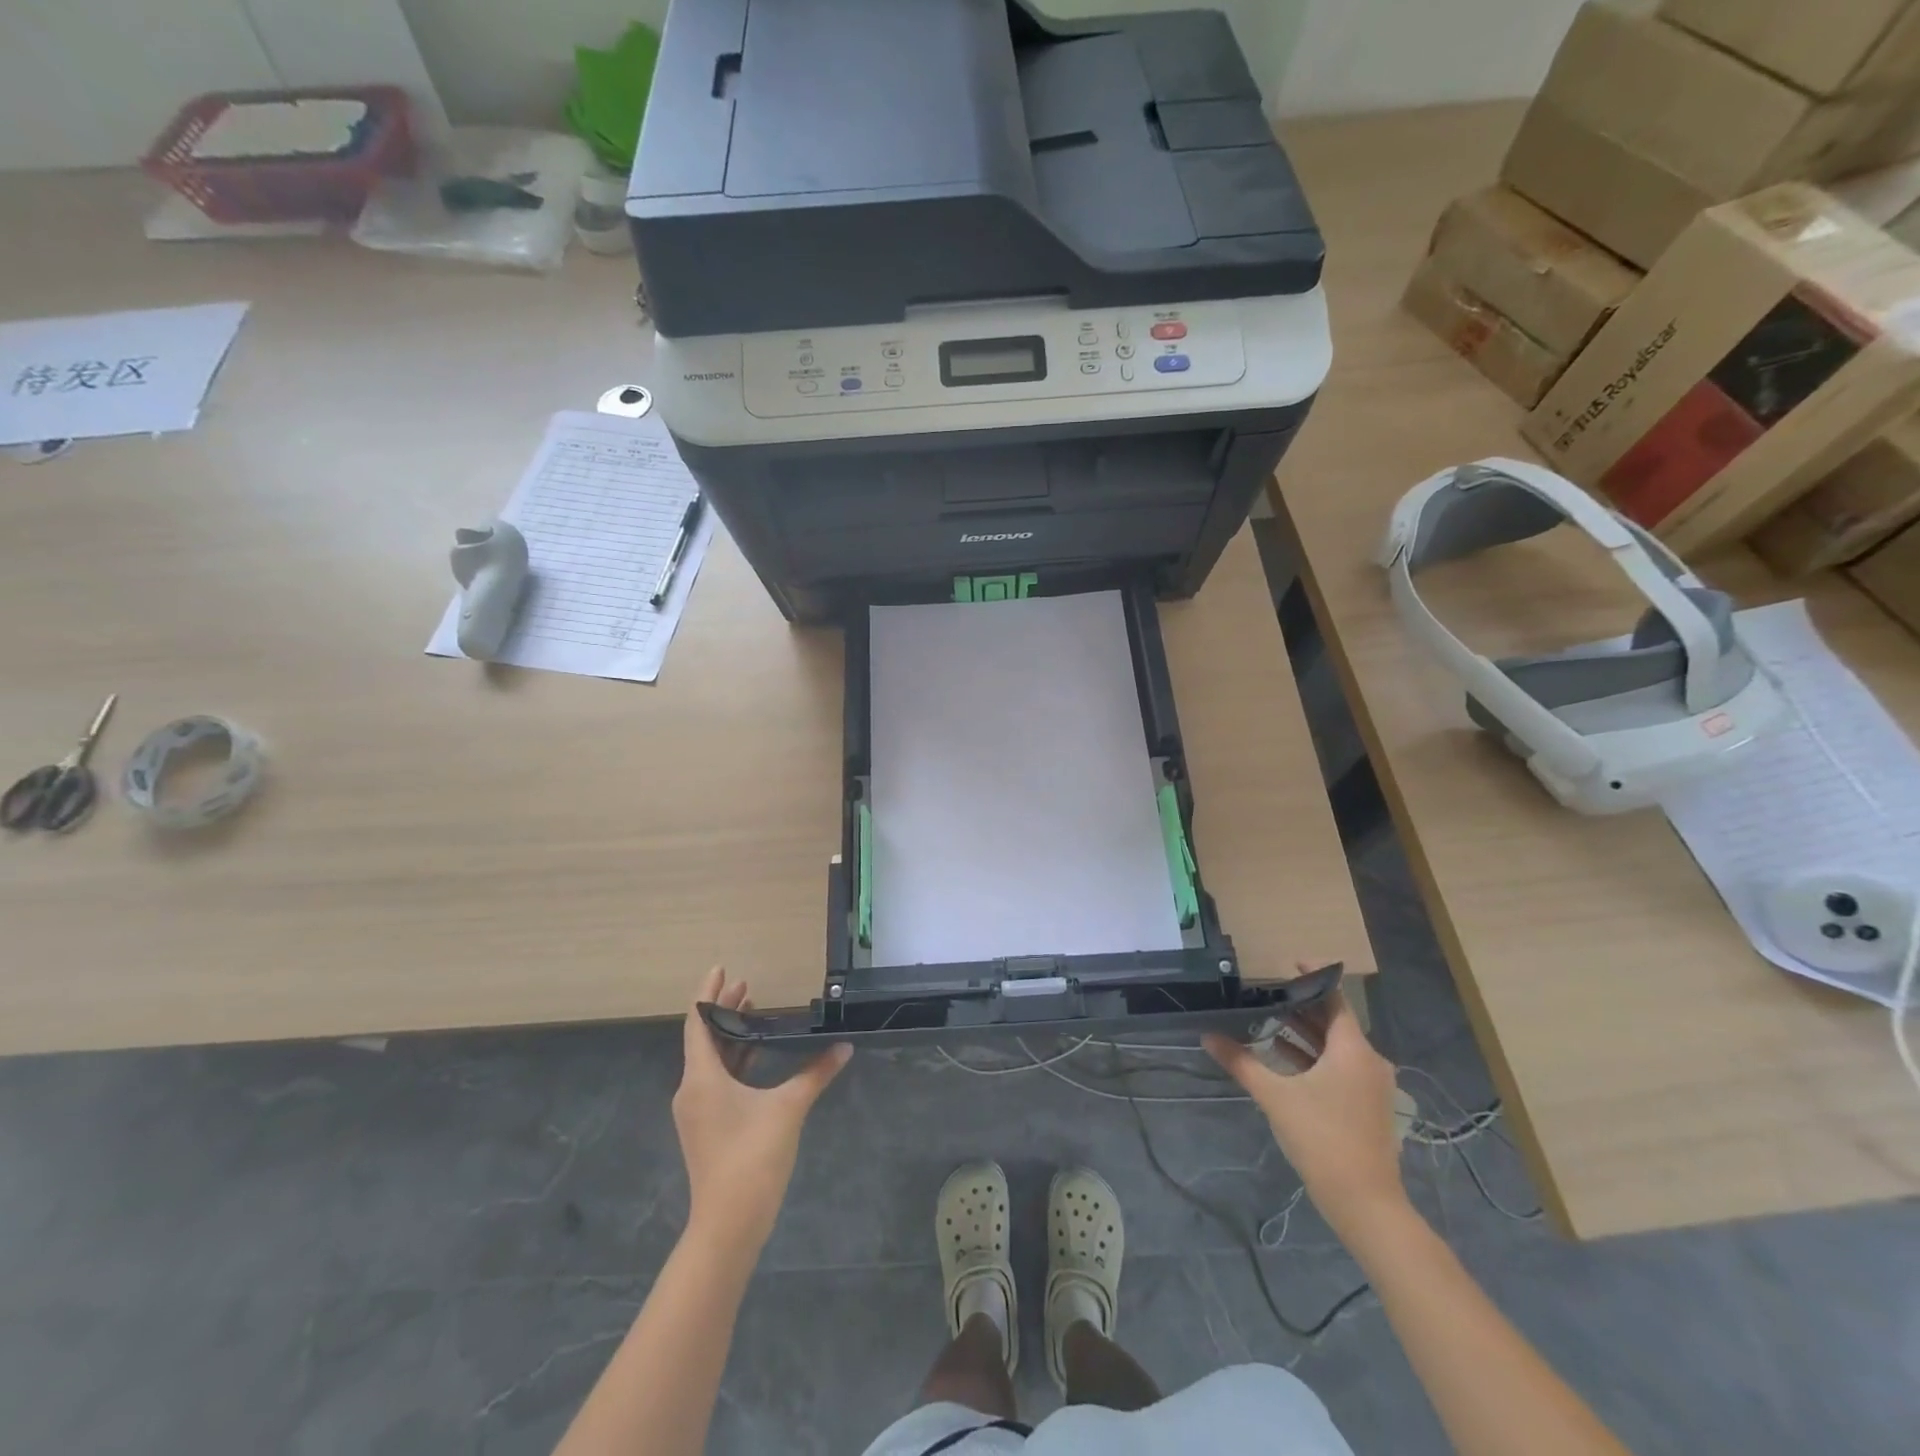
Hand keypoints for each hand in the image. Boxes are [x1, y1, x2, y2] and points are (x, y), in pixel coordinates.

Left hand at [673, 968, 851, 1256]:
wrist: (729, 1224)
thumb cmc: (752, 1157)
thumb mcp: (789, 1108)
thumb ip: (815, 1073)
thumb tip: (844, 1047)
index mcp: (702, 1078)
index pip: (698, 1021)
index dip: (709, 993)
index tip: (723, 968)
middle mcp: (692, 1089)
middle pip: (704, 1038)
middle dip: (724, 1009)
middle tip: (748, 984)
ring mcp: (697, 1111)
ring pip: (710, 1060)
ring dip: (730, 1034)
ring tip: (754, 1010)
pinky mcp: (706, 1127)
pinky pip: (716, 1079)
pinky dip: (733, 1059)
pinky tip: (756, 1053)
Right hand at [1204, 988, 1407, 1242]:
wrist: (1365, 1203)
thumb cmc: (1322, 1138)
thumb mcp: (1275, 1096)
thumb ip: (1241, 1062)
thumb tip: (1207, 1036)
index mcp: (1353, 1049)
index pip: (1334, 998)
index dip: (1313, 977)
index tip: (1288, 962)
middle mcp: (1368, 1060)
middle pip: (1334, 1021)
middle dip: (1301, 1006)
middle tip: (1266, 992)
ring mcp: (1371, 1085)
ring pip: (1336, 1046)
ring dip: (1304, 1034)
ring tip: (1267, 1021)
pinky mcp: (1367, 1106)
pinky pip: (1340, 1067)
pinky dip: (1314, 1057)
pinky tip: (1283, 1059)